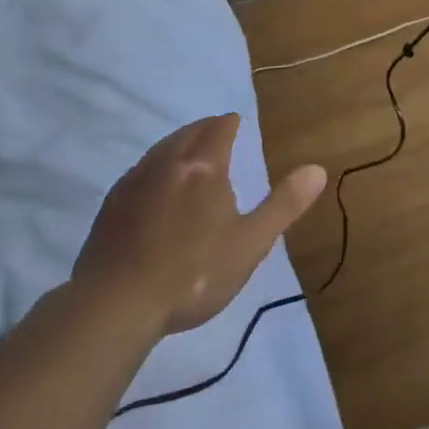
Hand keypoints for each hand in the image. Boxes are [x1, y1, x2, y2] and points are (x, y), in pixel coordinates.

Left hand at [73, 114, 326, 335]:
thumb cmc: (193, 274)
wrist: (114, 306)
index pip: (219, 128)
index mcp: (204, 166)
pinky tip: (155, 191)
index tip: (237, 123)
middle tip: (217, 135)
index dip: (231, 123)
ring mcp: (134, 181)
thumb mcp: (250, 244)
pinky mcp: (111, 205)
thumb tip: (317, 169)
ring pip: (161, 150)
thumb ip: (283, 204)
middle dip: (205, 130)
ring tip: (189, 158)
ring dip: (179, 146)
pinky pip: (139, 172)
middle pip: (188, 132)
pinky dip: (155, 169)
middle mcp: (168, 162)